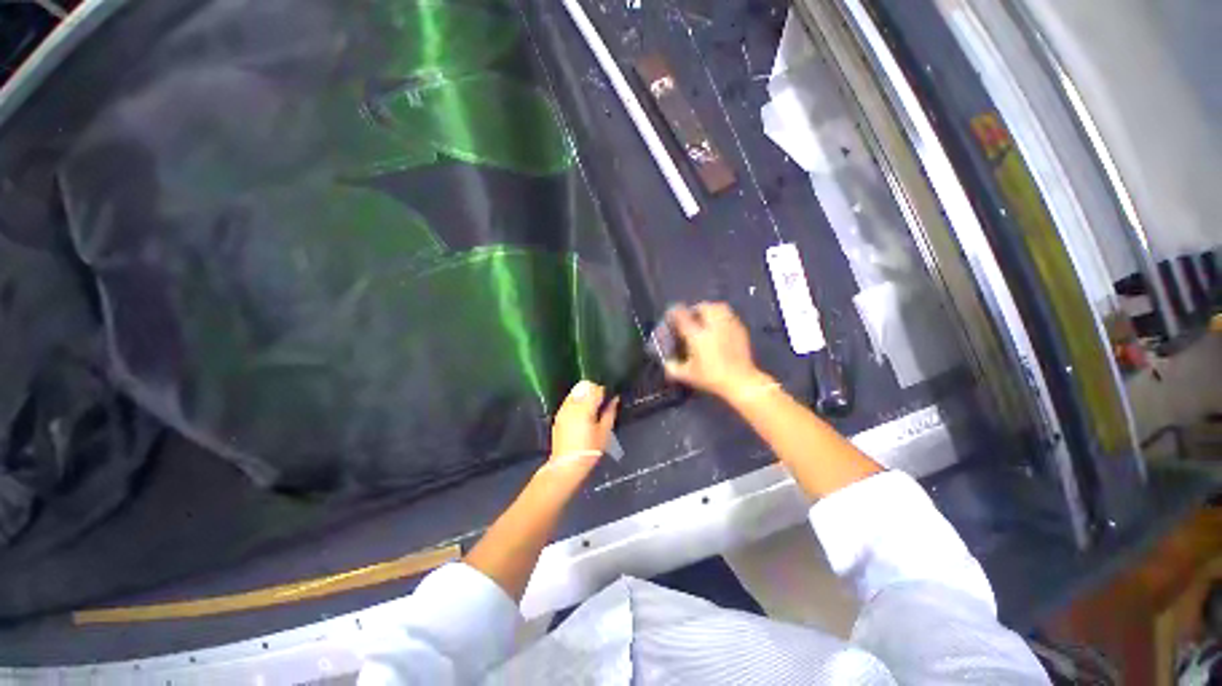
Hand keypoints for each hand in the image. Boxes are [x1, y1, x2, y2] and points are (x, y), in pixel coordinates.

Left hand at [548, 380, 618, 468]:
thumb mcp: (604, 432)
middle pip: (584, 387)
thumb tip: (615, 399)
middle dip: (594, 391)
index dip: (605, 392)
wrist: (567, 465)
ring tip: (591, 409)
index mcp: (585, 408)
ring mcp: (563, 409)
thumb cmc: (589, 450)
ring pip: (575, 392)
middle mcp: (572, 405)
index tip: (609, 399)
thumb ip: (610, 412)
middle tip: (601, 404)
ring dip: (584, 395)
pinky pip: (569, 401)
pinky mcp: (558, 415)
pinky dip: (576, 402)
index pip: (596, 389)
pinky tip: (581, 415)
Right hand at [664, 302, 767, 398]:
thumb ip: (673, 368)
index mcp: (697, 336)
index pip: (682, 316)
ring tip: (706, 317)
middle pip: (703, 307)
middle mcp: (712, 326)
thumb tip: (667, 362)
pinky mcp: (740, 330)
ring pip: (719, 307)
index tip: (671, 314)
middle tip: (691, 316)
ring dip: (710, 309)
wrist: (740, 381)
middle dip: (695, 309)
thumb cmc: (711, 378)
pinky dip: (722, 316)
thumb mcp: (687, 376)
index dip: (675, 313)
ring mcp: (728, 326)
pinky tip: (720, 326)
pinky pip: (730, 315)